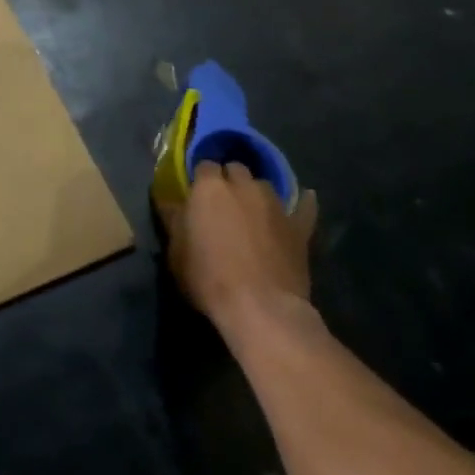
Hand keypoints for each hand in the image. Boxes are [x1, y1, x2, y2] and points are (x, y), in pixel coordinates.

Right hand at [160, 161, 318, 331]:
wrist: (260, 307)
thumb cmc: (208, 278)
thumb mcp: (175, 251)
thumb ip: (173, 219)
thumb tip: (170, 201)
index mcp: (209, 188)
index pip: (203, 166)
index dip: (200, 180)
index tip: (195, 197)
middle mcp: (244, 186)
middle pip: (235, 170)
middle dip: (228, 181)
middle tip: (221, 205)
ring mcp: (275, 204)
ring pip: (264, 185)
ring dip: (256, 194)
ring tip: (252, 212)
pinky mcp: (299, 226)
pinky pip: (304, 207)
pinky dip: (302, 204)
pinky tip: (304, 201)